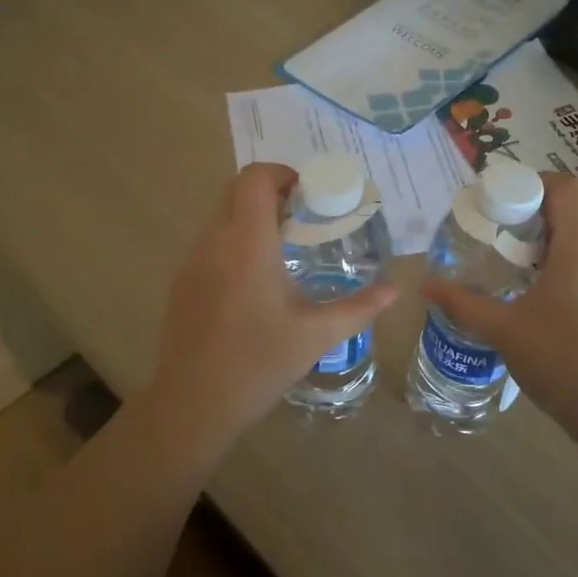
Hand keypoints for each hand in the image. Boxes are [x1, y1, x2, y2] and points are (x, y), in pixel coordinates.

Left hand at [145, 163, 397, 446]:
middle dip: (270, 190)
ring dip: (251, 213)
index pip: (255, 179)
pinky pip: (210, 239)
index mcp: (248, 245)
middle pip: (235, 188)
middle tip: (302, 215)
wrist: (194, 403)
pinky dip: (234, 237)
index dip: (282, 173)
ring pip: (220, 212)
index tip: (309, 194)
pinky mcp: (182, 279)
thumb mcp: (317, 335)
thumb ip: (360, 307)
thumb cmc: (260, 364)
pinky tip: (256, 277)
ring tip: (283, 244)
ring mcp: (192, 260)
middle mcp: (215, 241)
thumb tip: (396, 289)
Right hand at [422, 172, 577, 440]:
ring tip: (524, 266)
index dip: (533, 183)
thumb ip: (462, 303)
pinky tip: (552, 296)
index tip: (503, 204)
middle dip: (541, 212)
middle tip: (506, 235)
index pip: (565, 186)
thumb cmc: (563, 362)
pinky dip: (576, 261)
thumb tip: (425, 285)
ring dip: (559, 238)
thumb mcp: (504, 330)